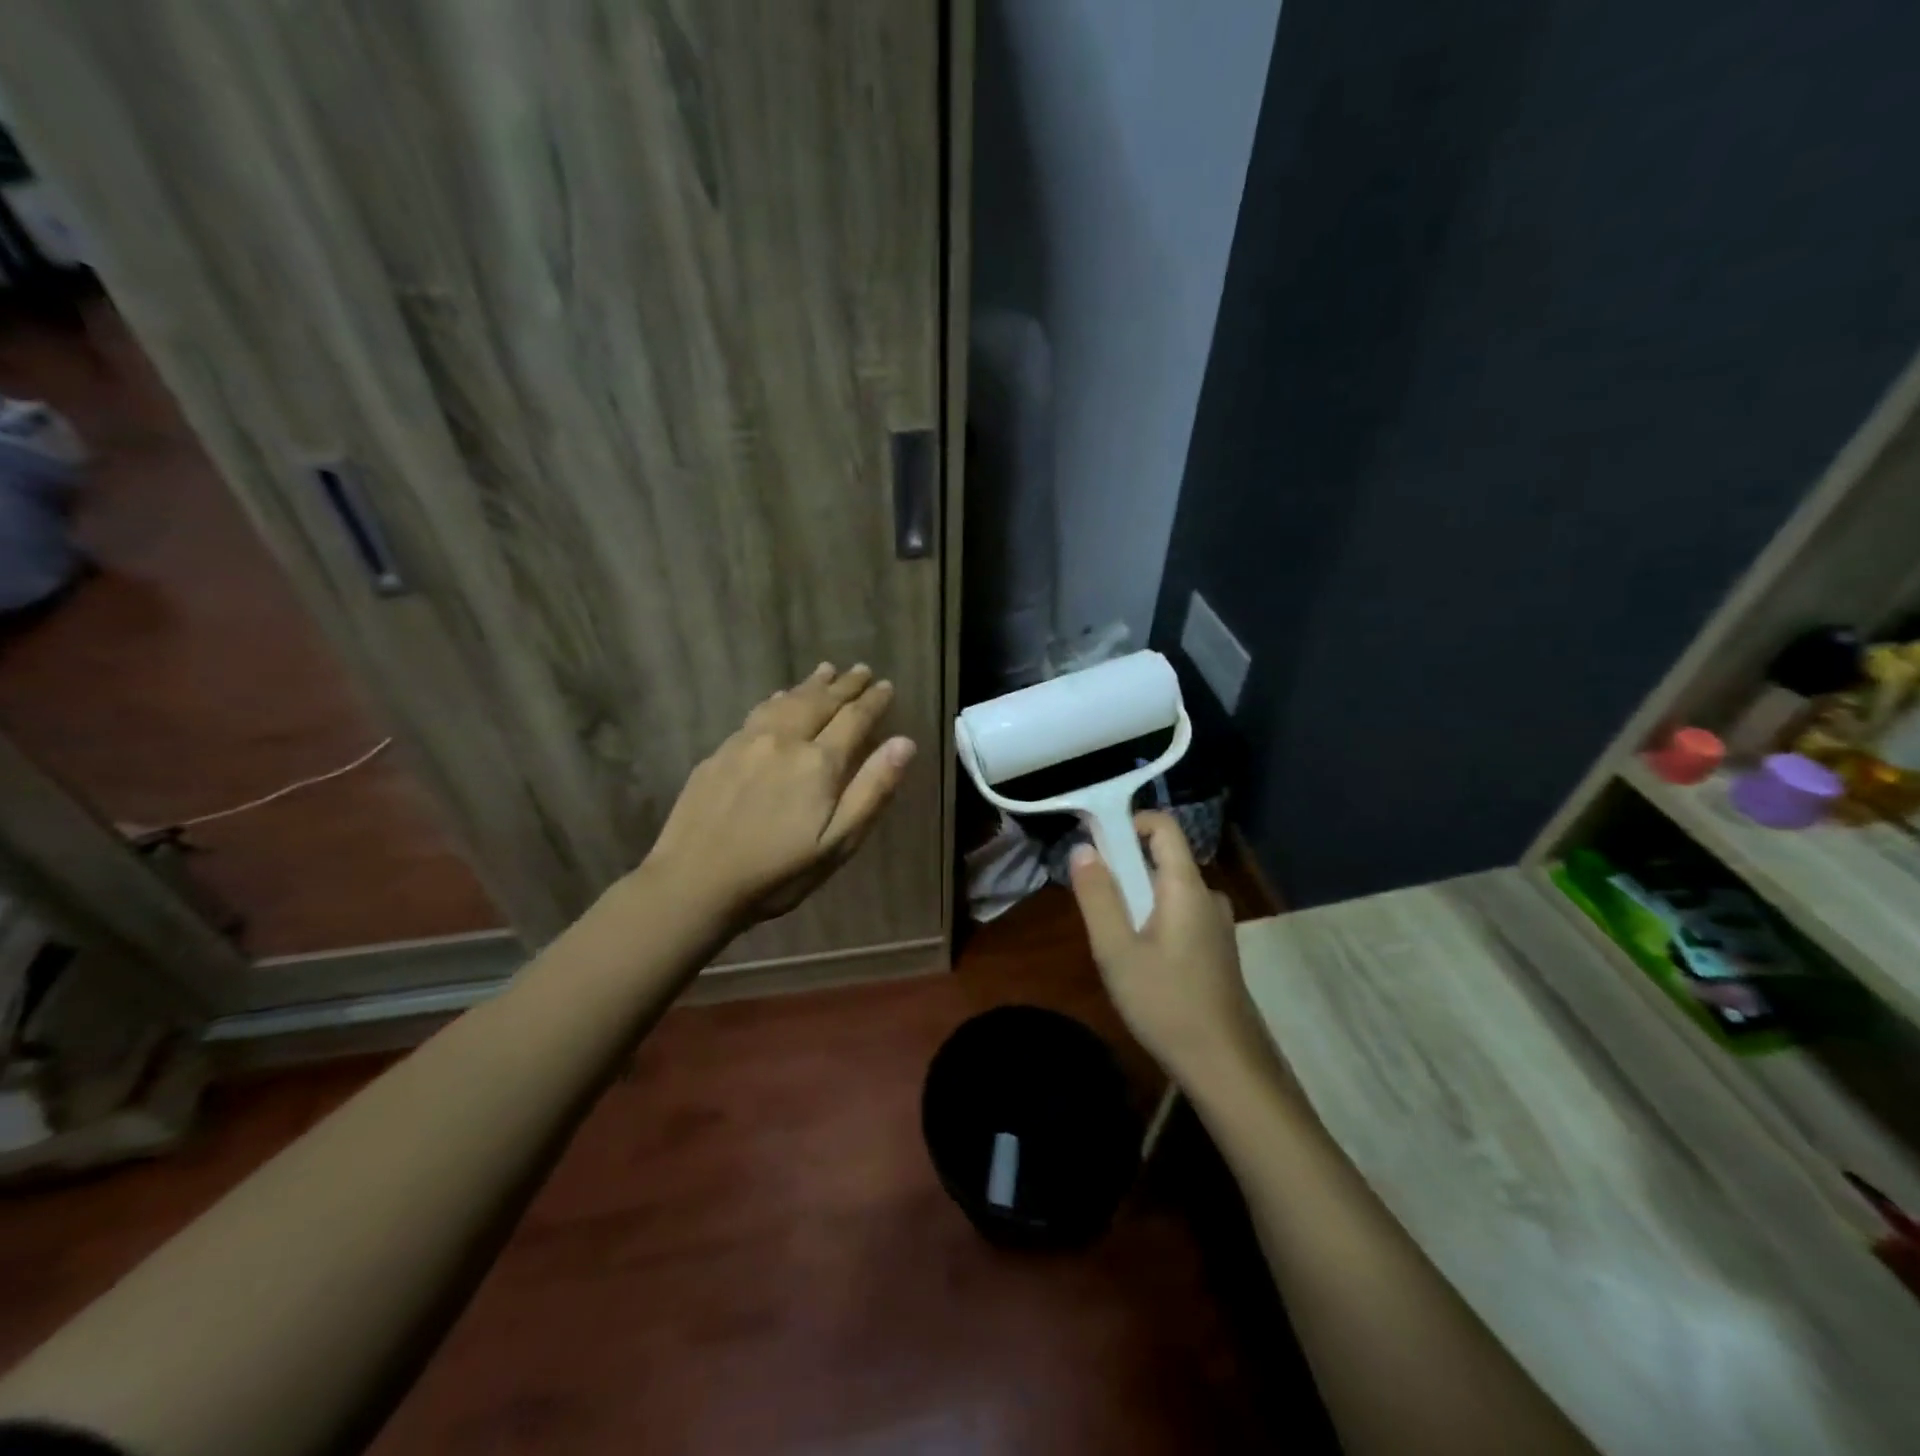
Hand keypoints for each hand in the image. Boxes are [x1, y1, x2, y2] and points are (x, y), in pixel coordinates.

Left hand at [642, 663, 915, 930]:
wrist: (693, 883)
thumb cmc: (777, 873)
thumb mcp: (838, 843)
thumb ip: (872, 790)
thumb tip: (904, 742)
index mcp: (818, 763)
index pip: (854, 719)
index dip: (873, 701)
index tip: (887, 685)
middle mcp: (784, 740)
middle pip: (820, 702)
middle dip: (845, 685)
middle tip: (862, 669)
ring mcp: (747, 743)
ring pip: (786, 701)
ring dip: (810, 685)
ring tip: (826, 670)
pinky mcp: (719, 754)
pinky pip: (757, 713)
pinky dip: (777, 699)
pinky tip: (778, 697)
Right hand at [1068, 811, 1268, 1084]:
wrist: (1226, 1067)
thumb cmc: (1166, 1004)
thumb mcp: (1116, 951)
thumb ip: (1098, 896)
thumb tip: (1082, 849)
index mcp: (1186, 887)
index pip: (1163, 826)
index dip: (1128, 822)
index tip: (1095, 843)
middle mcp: (1207, 896)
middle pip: (1162, 859)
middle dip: (1124, 871)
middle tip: (1096, 908)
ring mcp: (1217, 924)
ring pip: (1168, 891)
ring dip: (1137, 901)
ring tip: (1114, 944)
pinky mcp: (1217, 949)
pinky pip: (1179, 914)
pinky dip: (1154, 921)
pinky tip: (1141, 965)